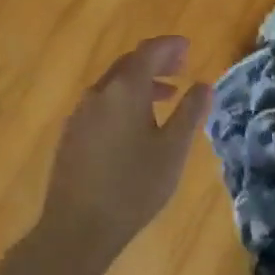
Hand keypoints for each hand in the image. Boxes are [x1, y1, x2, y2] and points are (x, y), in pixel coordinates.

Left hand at [39, 37, 211, 272]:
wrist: (76, 228)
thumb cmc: (133, 186)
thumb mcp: (172, 150)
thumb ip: (190, 112)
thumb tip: (204, 85)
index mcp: (124, 89)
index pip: (149, 52)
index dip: (169, 46)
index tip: (188, 47)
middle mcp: (99, 93)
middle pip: (129, 64)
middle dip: (156, 61)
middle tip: (181, 67)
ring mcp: (80, 113)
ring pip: (113, 84)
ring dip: (140, 82)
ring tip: (165, 96)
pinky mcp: (71, 134)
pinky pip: (101, 103)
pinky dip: (123, 100)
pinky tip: (135, 124)